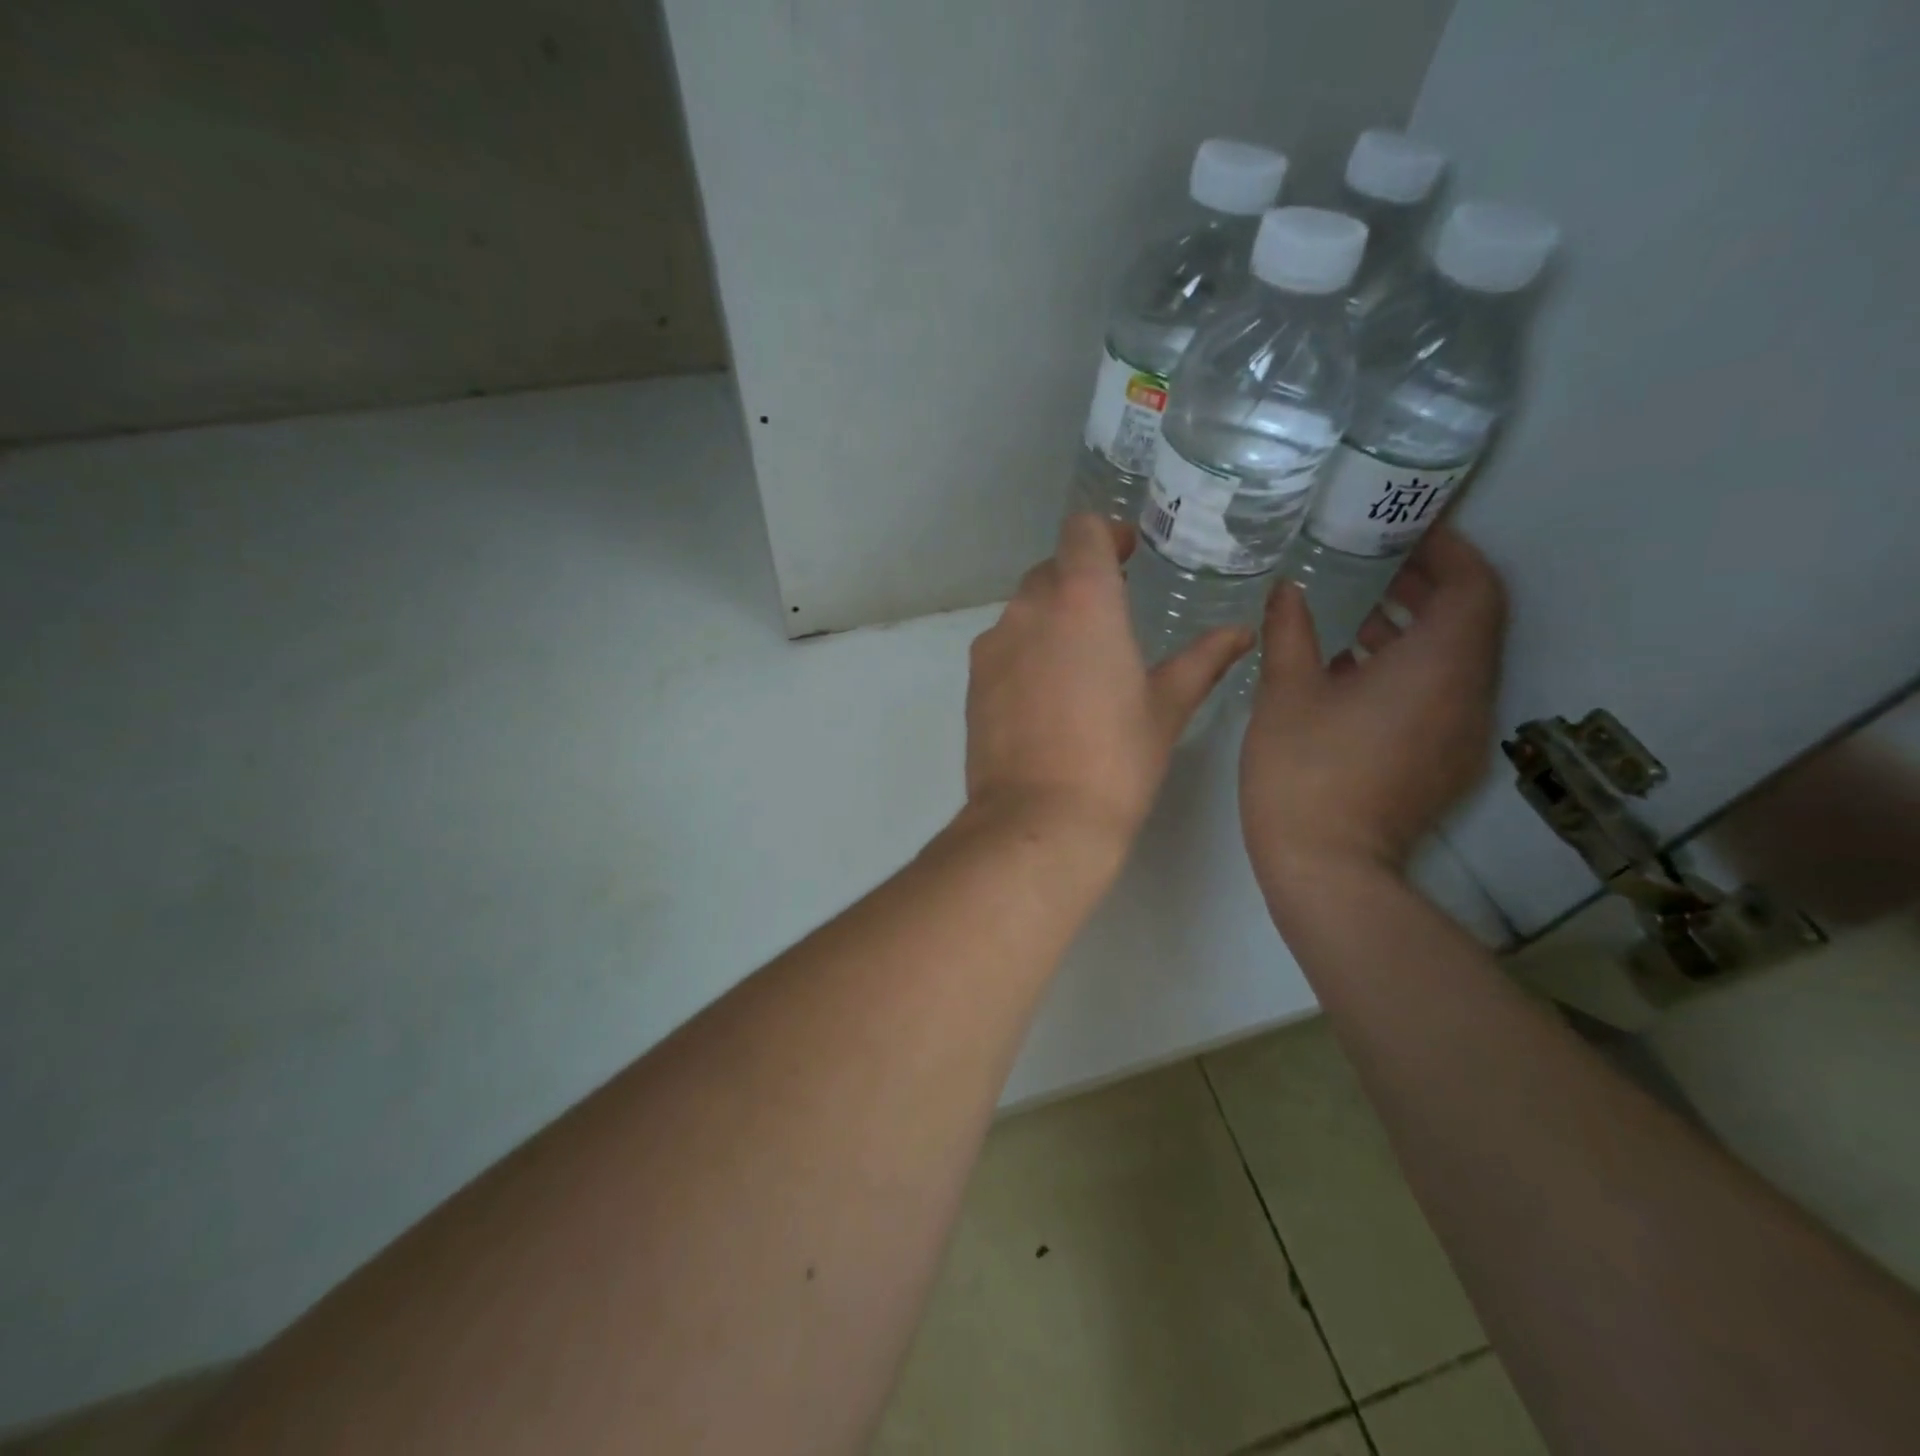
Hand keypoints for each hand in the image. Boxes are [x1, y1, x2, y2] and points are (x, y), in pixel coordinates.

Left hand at [964, 514, 1251, 845]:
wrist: (1039, 819)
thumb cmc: (1116, 759)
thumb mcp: (1166, 707)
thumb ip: (1202, 660)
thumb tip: (1240, 632)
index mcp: (1083, 600)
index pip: (1083, 531)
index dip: (1106, 535)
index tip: (1127, 556)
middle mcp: (1029, 608)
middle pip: (1052, 570)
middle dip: (1082, 581)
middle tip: (1113, 616)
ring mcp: (994, 644)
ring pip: (1024, 610)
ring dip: (1052, 619)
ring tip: (1081, 665)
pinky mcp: (974, 680)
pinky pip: (1003, 647)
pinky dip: (1026, 652)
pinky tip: (1047, 697)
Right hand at [1240, 525, 1506, 886]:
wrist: (1327, 867)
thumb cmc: (1304, 770)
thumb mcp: (1286, 692)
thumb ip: (1290, 631)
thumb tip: (1287, 588)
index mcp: (1437, 667)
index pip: (1474, 587)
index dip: (1451, 551)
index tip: (1411, 530)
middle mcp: (1467, 695)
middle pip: (1471, 622)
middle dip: (1432, 586)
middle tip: (1382, 562)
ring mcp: (1461, 734)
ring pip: (1456, 661)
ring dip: (1419, 630)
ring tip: (1363, 614)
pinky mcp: (1445, 761)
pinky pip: (1442, 695)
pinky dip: (1412, 670)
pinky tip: (1356, 673)